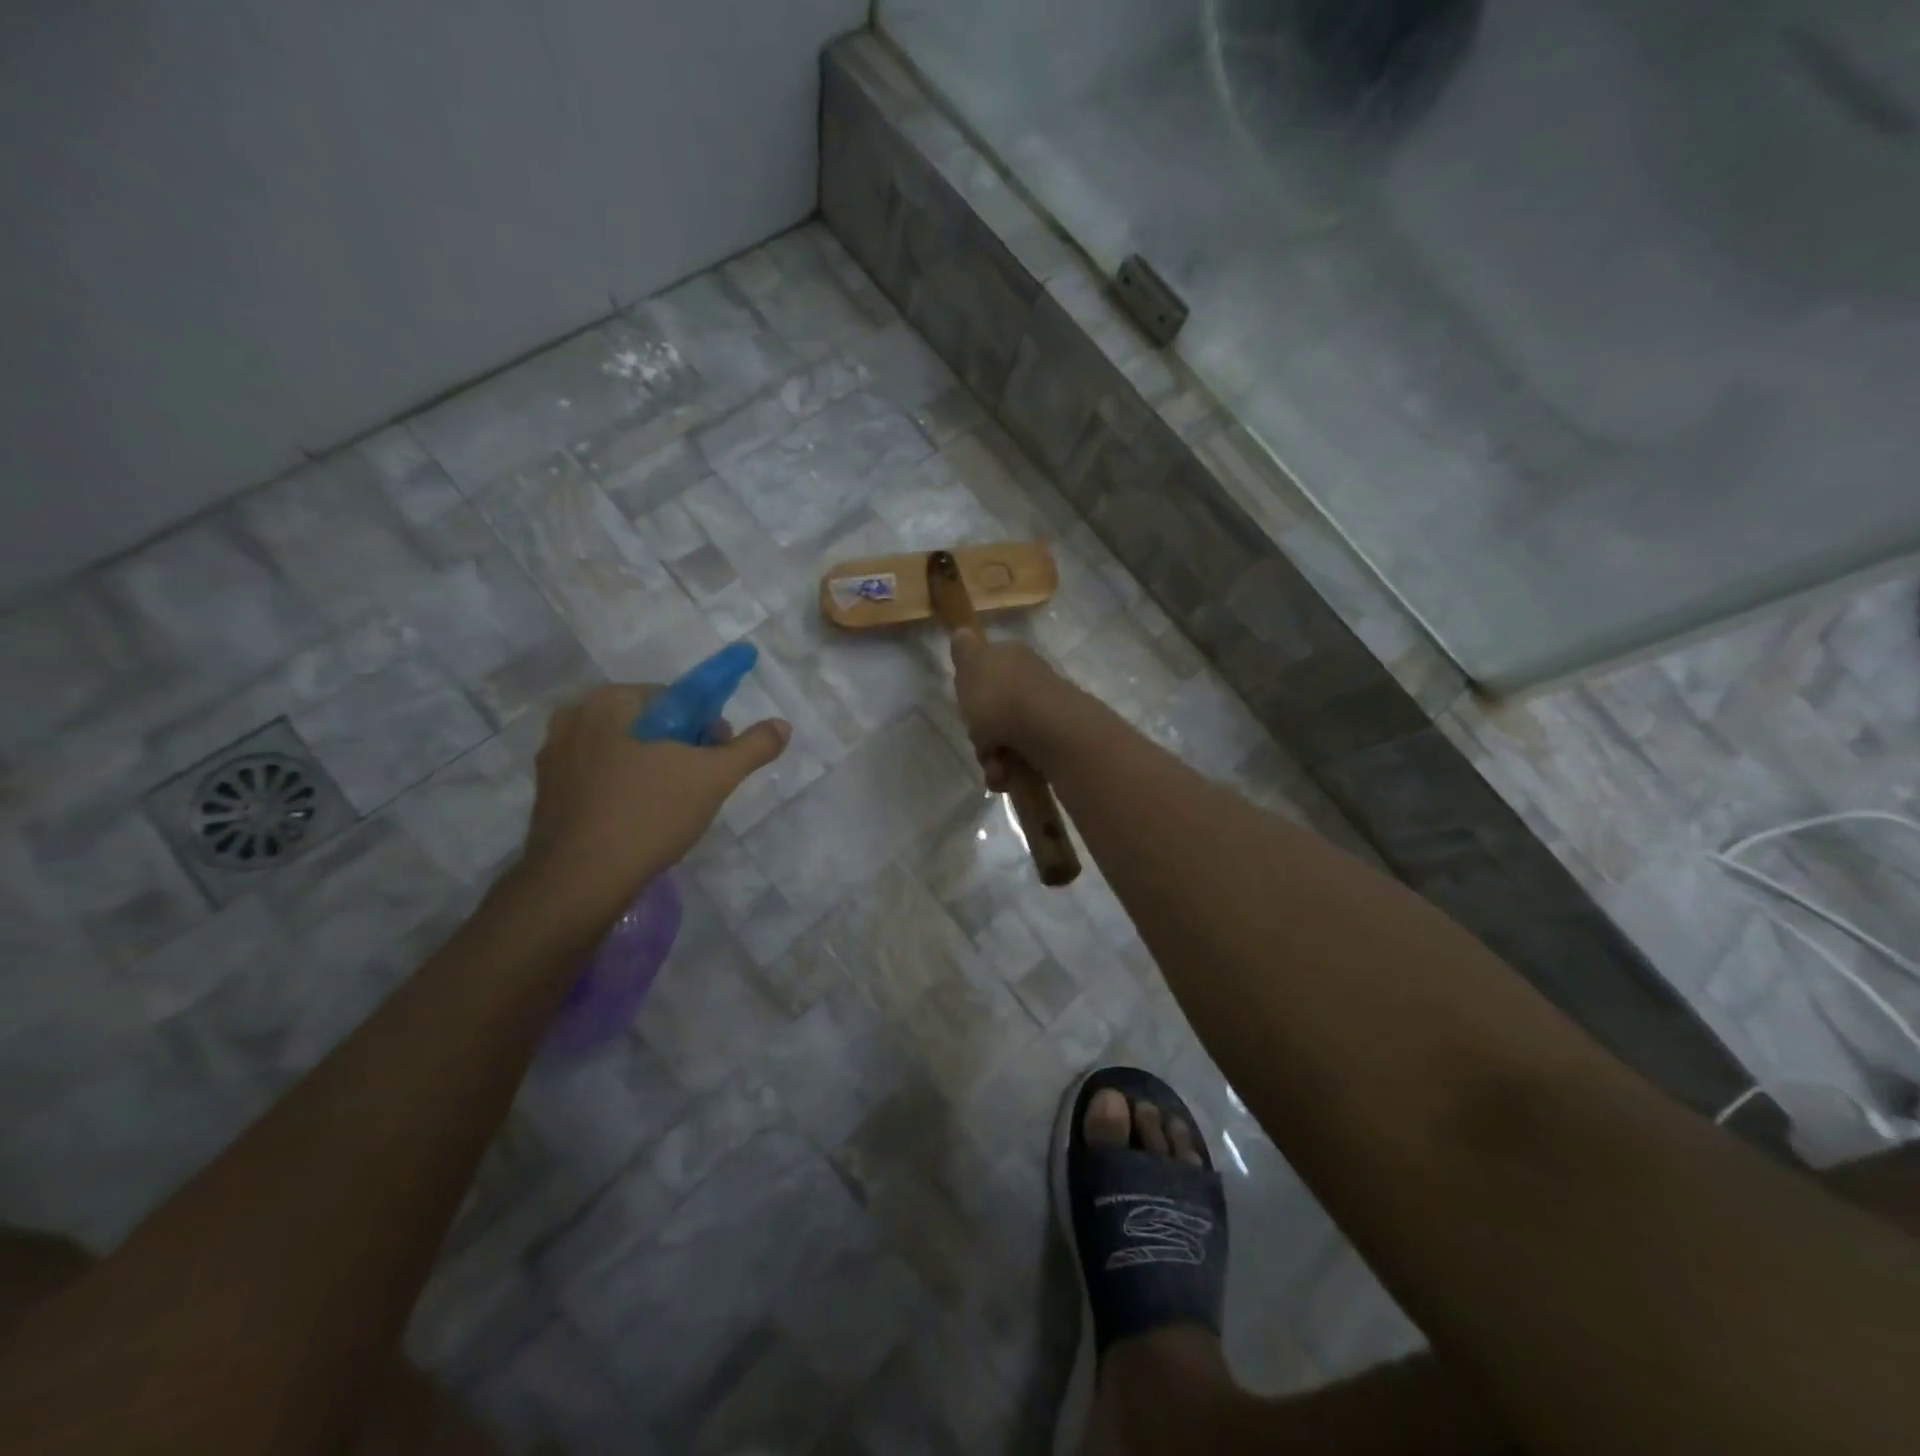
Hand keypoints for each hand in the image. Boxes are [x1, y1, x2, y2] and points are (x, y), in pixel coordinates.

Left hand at [514, 684, 789, 933]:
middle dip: (679, 747)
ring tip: (674, 806)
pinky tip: (641, 819)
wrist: (580, 881)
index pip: (674, 698)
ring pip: (622, 752)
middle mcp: (573, 720)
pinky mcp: (547, 795)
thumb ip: (752, 747)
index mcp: (608, 702)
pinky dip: (624, 789)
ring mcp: (554, 759)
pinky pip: (599, 779)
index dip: (706, 726)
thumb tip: (783, 725)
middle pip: (647, 724)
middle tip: (701, 783)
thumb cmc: (649, 813)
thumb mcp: (714, 777)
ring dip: (652, 769)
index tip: (718, 756)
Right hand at [949, 629, 1079, 788]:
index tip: (966, 706)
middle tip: (979, 741)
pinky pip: (1024, 760)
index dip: (971, 692)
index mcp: (1012, 657)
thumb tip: (962, 632)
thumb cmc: (1001, 697)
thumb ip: (963, 651)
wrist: (1049, 731)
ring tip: (996, 768)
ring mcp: (1045, 713)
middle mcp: (1031, 681)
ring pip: (1006, 739)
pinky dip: (1012, 771)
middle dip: (981, 734)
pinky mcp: (1056, 742)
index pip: (985, 671)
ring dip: (993, 759)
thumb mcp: (971, 666)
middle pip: (993, 711)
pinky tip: (1008, 777)